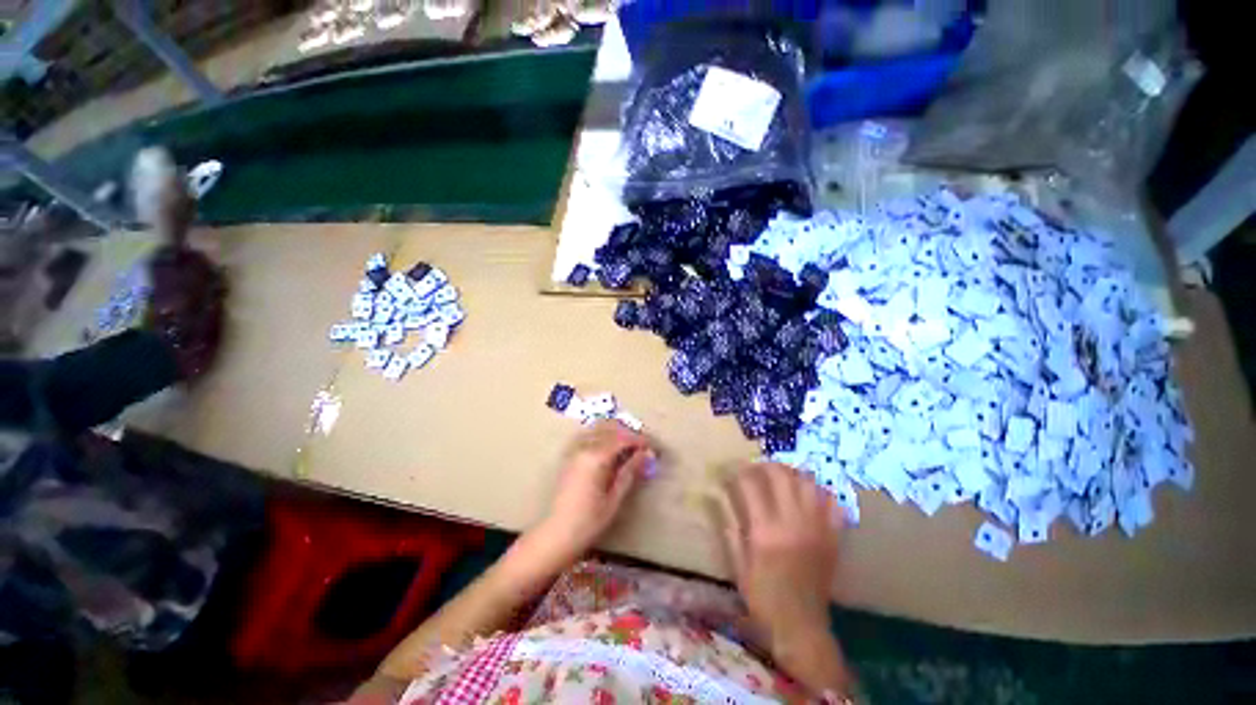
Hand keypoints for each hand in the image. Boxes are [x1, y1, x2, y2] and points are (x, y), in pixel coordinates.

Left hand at [533, 420, 655, 559]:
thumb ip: (630, 472)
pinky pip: (590, 437)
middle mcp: (584, 448)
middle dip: (630, 435)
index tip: (654, 447)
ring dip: (617, 433)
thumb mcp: (615, 498)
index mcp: (596, 458)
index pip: (623, 439)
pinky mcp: (571, 456)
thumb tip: (647, 454)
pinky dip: (604, 437)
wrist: (558, 533)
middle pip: (611, 430)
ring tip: (631, 446)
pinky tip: (612, 449)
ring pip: (599, 430)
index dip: (640, 440)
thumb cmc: (589, 521)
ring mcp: (575, 450)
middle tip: (645, 447)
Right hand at [717, 463, 842, 654]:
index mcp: (765, 531)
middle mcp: (792, 523)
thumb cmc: (763, 597)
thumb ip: (729, 526)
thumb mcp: (738, 564)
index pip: (751, 484)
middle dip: (766, 464)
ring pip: (808, 483)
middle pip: (781, 476)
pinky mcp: (832, 537)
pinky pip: (832, 503)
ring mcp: (816, 528)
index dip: (739, 470)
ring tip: (782, 476)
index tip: (732, 469)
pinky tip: (808, 492)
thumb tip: (715, 495)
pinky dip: (820, 492)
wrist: (801, 626)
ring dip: (792, 473)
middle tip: (757, 467)